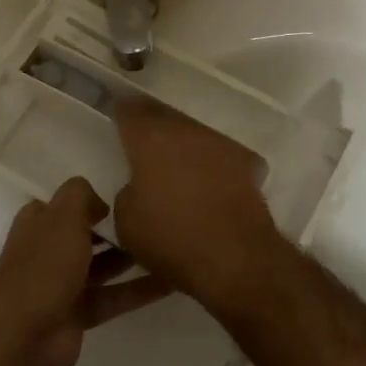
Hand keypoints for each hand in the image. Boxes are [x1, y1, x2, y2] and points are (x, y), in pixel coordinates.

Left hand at [0, 178, 168, 365]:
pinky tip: (170, 282)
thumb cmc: (44, 267)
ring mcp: (62, 285)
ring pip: (102, 266)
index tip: (123, 196)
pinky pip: (113, 296)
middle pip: (85, 234)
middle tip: (152, 221)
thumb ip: (81, 195)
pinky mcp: (78, 314)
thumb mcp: (63, 216)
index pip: (65, 203)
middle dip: (114, 229)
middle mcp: (48, 251)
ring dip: (130, 258)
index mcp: (38, 223)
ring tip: (167, 247)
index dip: (89, 199)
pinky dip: (138, 290)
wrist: (24, 340)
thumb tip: (99, 203)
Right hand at [111, 100, 282, 308]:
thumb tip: (139, 187)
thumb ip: (127, 193)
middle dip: (153, 125)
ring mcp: (220, 142)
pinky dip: (212, 163)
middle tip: (145, 141)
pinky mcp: (246, 160)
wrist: (234, 256)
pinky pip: (220, 154)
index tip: (119, 116)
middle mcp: (185, 130)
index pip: (131, 109)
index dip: (123, 111)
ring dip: (184, 144)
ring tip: (178, 165)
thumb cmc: (172, 238)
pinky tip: (211, 183)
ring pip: (194, 133)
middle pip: (164, 116)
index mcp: (150, 139)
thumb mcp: (127, 222)